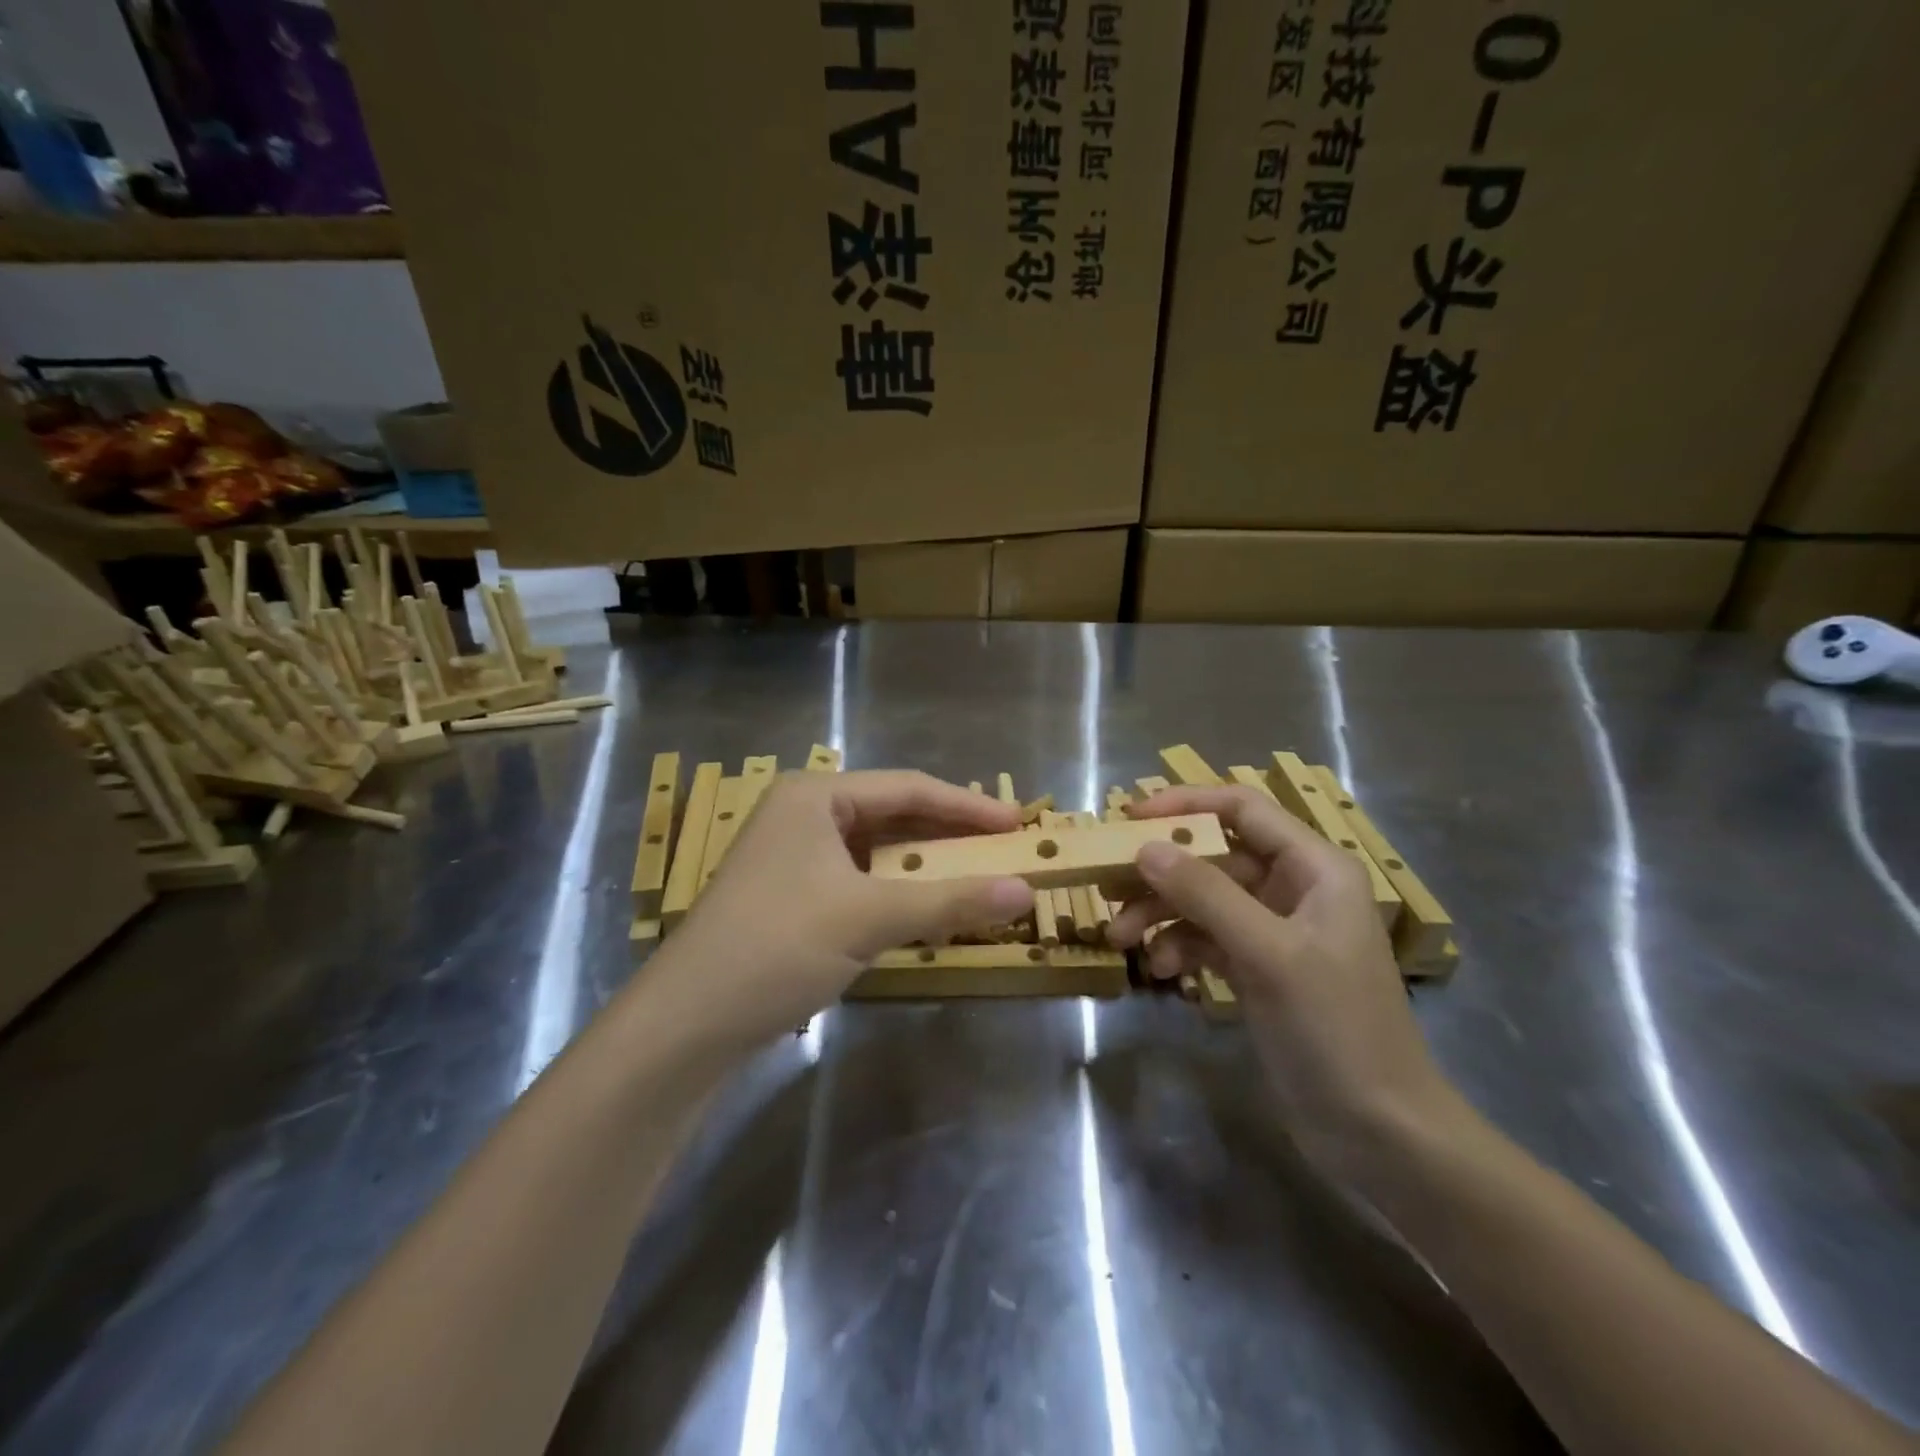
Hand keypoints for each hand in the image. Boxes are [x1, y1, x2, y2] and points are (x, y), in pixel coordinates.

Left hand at [661, 771, 1033, 1049]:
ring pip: (877, 850)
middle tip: (1004, 849)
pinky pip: (861, 880)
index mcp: (815, 795)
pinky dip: (898, 891)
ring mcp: (795, 855)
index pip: (908, 789)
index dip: (968, 806)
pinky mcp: (793, 894)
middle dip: (948, 834)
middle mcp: (804, 813)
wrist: (688, 1022)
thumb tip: (1026, 891)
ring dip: (926, 865)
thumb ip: (950, 901)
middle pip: (893, 815)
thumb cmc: (778, 945)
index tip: (1018, 824)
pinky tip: (928, 908)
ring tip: (977, 875)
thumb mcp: (869, 917)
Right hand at [1107, 785, 1456, 1173]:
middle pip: (1215, 856)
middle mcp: (1296, 889)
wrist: (1381, 1134)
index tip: (1129, 817)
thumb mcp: (1269, 955)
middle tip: (1108, 885)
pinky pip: (1209, 939)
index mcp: (1315, 868)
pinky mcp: (1261, 970)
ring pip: (1205, 900)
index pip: (1243, 809)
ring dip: (1162, 914)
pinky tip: (1164, 972)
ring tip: (1121, 939)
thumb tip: (1145, 848)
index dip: (1185, 805)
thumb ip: (1206, 894)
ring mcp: (1277, 932)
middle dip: (1162, 872)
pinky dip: (1181, 947)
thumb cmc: (1336, 1029)